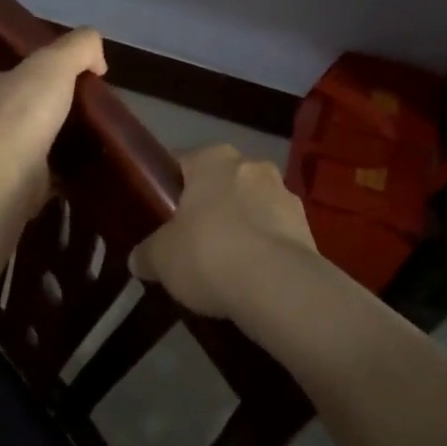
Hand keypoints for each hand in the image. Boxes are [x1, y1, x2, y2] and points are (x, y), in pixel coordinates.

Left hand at [0, 28, 106, 205]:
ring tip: (86, 150)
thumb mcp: (56, 61)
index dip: (37, 79)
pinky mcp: (5, 196)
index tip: (69, 85)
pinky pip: (36, 185)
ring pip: (26, 152)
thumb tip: (98, 60)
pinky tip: (79, 181)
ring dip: (50, 152)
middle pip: (17, 116)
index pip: (10, 79)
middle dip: (45, 117)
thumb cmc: (21, 110)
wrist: (0, 175)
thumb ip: (79, 48)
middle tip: (82, 120)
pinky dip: (55, 183)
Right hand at [132, 144, 322, 319]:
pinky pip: (274, 235)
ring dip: (240, 229)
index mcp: (213, 158)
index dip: (167, 190)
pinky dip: (263, 251)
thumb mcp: (161, 257)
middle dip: (208, 209)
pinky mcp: (307, 228)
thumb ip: (147, 253)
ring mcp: (284, 195)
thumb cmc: (209, 253)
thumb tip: (139, 259)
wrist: (278, 287)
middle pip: (220, 185)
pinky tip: (250, 280)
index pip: (182, 163)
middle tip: (189, 244)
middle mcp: (252, 165)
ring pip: (251, 208)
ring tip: (224, 268)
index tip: (159, 217)